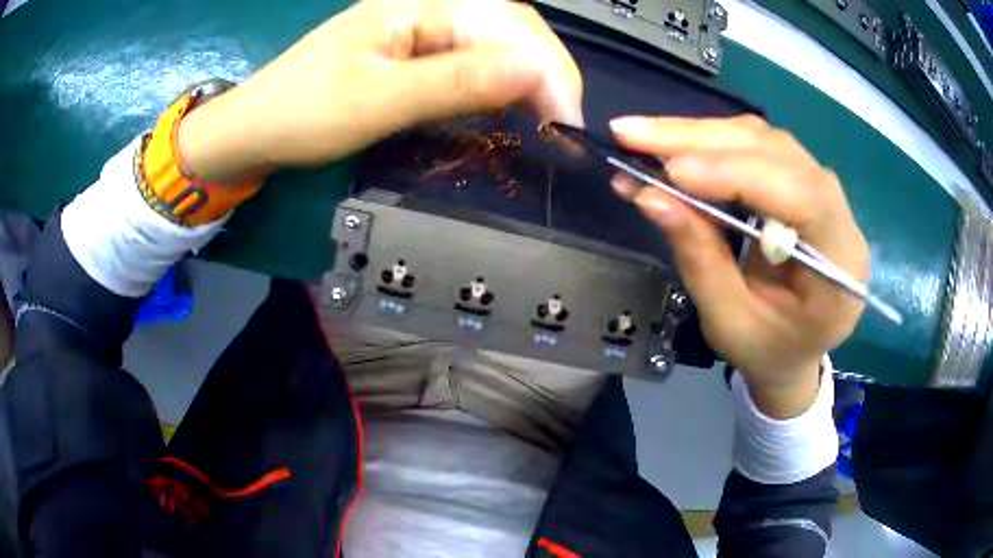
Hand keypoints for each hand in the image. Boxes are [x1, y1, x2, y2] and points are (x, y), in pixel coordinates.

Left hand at [178, 0, 582, 181]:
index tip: (568, 122)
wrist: (256, 129)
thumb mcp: (380, 100)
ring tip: (544, 116)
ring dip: (525, 78)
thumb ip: (457, 82)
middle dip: (544, 72)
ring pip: (495, 43)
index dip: (547, 70)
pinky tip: (505, 104)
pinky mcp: (412, 50)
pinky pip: (470, 59)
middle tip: (563, 124)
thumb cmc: (303, 113)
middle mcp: (426, 5)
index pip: (508, 24)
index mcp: (419, 3)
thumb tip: (534, 74)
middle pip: (509, 27)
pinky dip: (495, 84)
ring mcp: (419, 27)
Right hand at [610, 115, 868, 417]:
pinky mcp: (798, 180)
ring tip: (643, 138)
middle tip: (631, 134)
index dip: (737, 175)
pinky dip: (709, 143)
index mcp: (840, 265)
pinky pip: (755, 146)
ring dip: (699, 135)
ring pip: (762, 139)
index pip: (800, 196)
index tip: (672, 172)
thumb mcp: (730, 322)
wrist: (794, 351)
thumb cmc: (768, 351)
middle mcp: (838, 214)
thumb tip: (649, 196)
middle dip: (701, 140)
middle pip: (776, 152)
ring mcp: (821, 190)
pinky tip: (674, 147)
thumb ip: (699, 259)